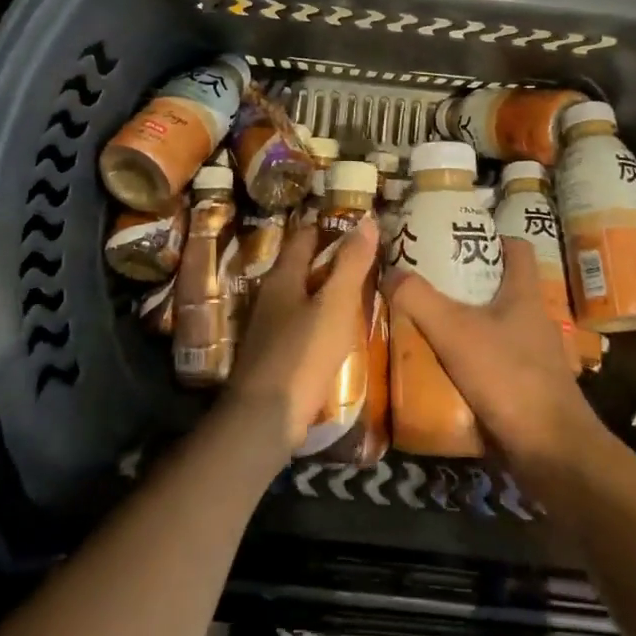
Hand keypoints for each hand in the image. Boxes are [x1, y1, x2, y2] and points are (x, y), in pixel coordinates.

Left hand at [227, 215, 378, 449]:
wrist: (265, 417)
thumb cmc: (302, 353)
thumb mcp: (335, 304)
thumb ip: (351, 262)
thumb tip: (366, 219)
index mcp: (283, 275)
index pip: (306, 236)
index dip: (332, 227)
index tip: (362, 228)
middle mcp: (271, 294)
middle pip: (304, 266)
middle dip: (333, 260)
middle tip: (370, 260)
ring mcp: (270, 326)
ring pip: (304, 296)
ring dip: (329, 292)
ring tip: (363, 293)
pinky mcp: (275, 353)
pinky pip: (303, 323)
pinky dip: (323, 319)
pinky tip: (341, 331)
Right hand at [381, 240, 607, 484]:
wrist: (552, 453)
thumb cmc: (509, 377)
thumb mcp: (455, 332)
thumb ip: (419, 299)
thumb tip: (389, 271)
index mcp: (525, 294)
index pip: (516, 249)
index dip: (490, 238)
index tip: (454, 241)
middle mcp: (532, 320)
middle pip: (498, 288)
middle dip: (463, 285)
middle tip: (423, 283)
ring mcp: (532, 356)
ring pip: (492, 328)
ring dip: (462, 326)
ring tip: (423, 325)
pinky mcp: (525, 389)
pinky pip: (491, 364)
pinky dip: (468, 362)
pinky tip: (439, 370)